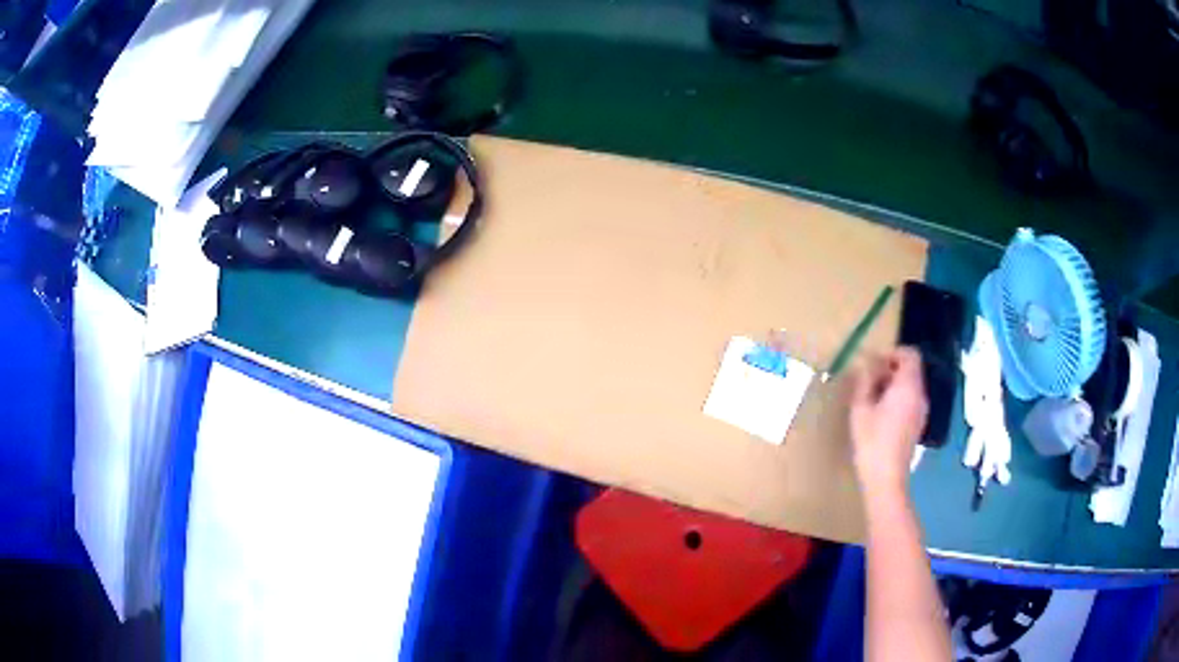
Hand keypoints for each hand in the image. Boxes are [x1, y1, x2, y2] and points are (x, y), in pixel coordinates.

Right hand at [850, 347, 928, 498]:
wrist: (886, 478)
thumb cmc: (872, 441)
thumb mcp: (860, 409)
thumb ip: (864, 382)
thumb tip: (865, 364)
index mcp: (908, 386)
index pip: (911, 354)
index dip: (893, 352)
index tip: (874, 362)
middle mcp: (920, 395)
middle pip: (911, 369)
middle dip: (891, 368)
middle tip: (868, 379)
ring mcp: (921, 410)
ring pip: (911, 385)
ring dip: (893, 384)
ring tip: (871, 397)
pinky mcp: (917, 424)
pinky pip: (911, 400)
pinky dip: (898, 398)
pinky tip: (880, 414)